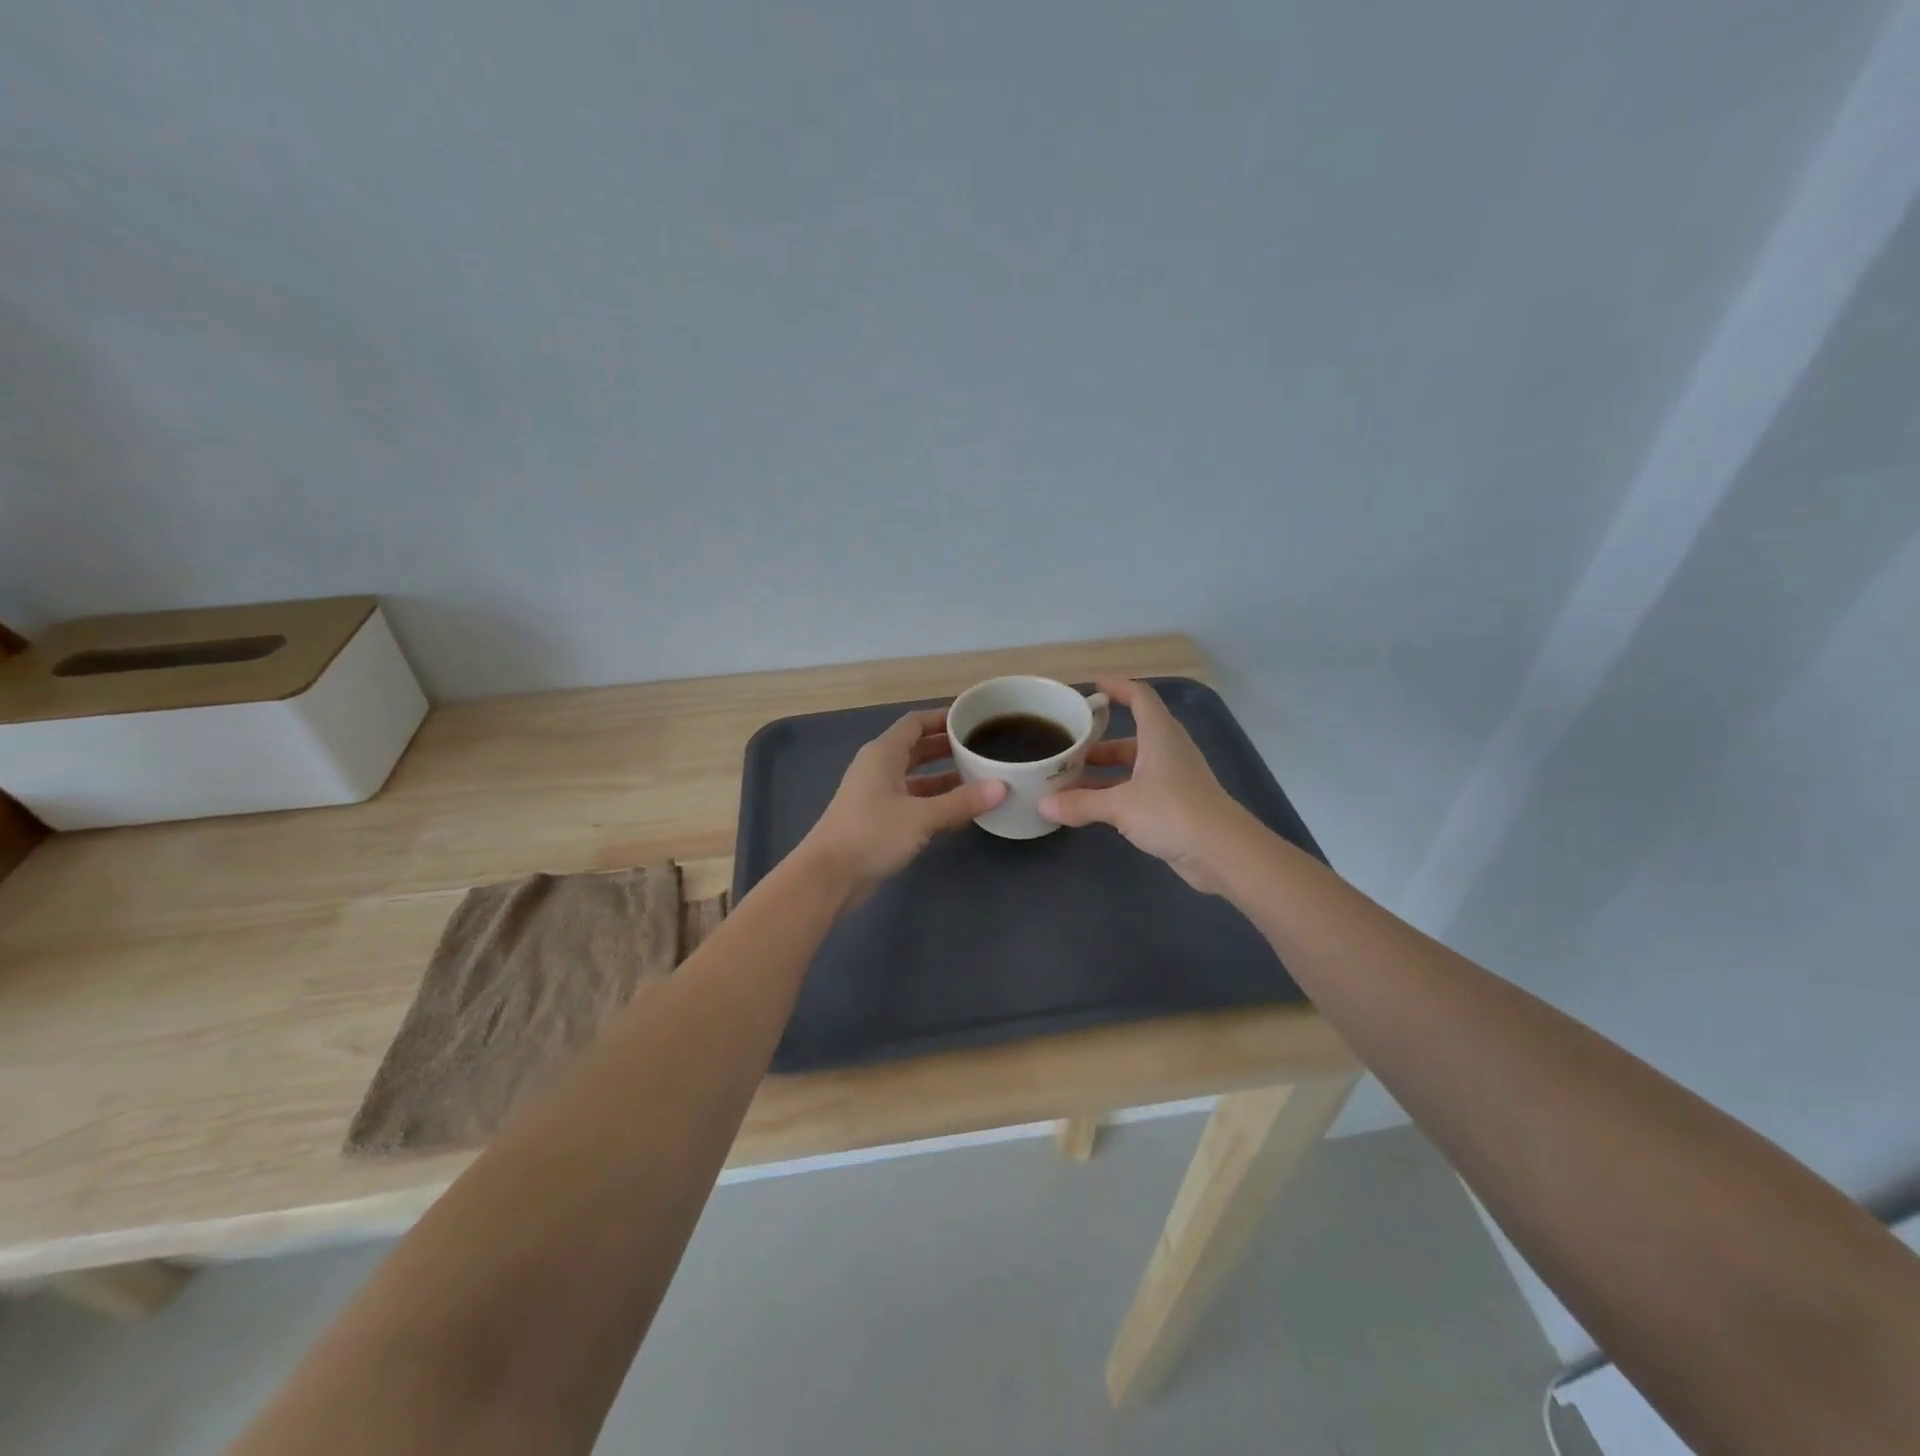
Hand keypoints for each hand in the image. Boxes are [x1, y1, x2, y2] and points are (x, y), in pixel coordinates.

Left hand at [797, 708, 1005, 894]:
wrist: (828, 877)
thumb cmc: (872, 834)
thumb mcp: (922, 816)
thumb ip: (961, 801)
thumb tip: (1001, 787)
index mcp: (883, 753)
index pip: (915, 723)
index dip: (942, 718)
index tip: (973, 719)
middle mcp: (878, 768)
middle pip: (917, 748)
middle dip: (947, 748)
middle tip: (982, 748)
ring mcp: (876, 795)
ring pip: (916, 778)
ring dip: (944, 777)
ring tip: (980, 778)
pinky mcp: (878, 820)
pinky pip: (912, 801)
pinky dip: (934, 801)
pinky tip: (960, 810)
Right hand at [1039, 678, 1245, 893]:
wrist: (1222, 851)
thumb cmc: (1172, 812)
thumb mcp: (1120, 805)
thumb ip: (1081, 803)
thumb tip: (1043, 804)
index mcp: (1159, 734)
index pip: (1139, 696)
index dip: (1116, 687)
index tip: (1091, 687)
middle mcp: (1168, 750)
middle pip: (1131, 734)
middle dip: (1098, 740)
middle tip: (1067, 746)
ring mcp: (1173, 778)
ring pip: (1133, 765)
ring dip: (1104, 770)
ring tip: (1070, 779)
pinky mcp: (1175, 804)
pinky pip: (1138, 789)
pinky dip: (1116, 792)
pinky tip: (1092, 806)